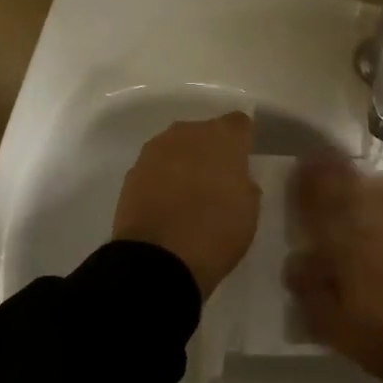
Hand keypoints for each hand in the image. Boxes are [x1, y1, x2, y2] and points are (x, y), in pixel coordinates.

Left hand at [112, 112, 259, 299]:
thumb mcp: (249, 210)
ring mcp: (155, 150)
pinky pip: (156, 167)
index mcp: (224, 137)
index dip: (243, 142)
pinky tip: (167, 203)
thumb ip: (244, 183)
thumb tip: (234, 178)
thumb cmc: (216, 232)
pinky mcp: (132, 171)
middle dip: (212, 150)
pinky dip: (163, 178)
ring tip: (189, 193)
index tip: (244, 163)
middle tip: (217, 180)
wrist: (158, 259)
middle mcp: (188, 132)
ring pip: (178, 147)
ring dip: (185, 162)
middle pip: (205, 132)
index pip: (240, 123)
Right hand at [282, 153, 382, 382]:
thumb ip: (309, 290)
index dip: (305, 183)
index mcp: (345, 243)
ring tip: (340, 173)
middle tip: (313, 163)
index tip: (294, 170)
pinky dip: (379, 189)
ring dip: (353, 174)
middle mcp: (372, 223)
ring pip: (373, 184)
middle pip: (347, 183)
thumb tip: (296, 260)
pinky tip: (375, 194)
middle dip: (328, 169)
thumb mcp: (332, 326)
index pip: (319, 201)